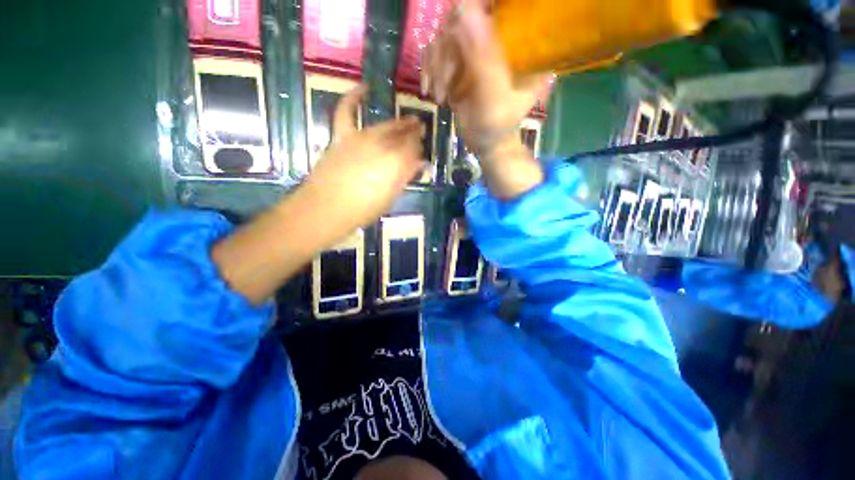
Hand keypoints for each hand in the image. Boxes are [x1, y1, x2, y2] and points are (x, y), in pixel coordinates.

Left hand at [212, 86, 424, 303]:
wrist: (326, 209)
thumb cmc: (363, 210)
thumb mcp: (391, 197)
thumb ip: (405, 177)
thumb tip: (420, 163)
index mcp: (397, 163)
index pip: (414, 148)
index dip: (419, 148)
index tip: (422, 152)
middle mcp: (382, 145)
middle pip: (402, 134)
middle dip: (413, 132)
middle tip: (420, 130)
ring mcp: (361, 138)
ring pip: (385, 125)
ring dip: (398, 122)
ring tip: (407, 120)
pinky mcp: (342, 136)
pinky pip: (347, 111)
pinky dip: (354, 97)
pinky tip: (364, 88)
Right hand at [422, 0, 550, 158]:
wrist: (487, 142)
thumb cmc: (498, 127)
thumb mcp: (495, 100)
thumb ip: (484, 61)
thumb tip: (463, 8)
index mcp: (522, 39)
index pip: (499, 3)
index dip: (473, 7)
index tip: (454, 34)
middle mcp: (499, 35)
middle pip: (462, 15)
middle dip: (447, 51)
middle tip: (445, 85)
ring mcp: (477, 44)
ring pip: (445, 32)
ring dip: (437, 66)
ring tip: (441, 96)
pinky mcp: (460, 57)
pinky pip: (436, 49)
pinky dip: (429, 70)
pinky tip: (431, 90)